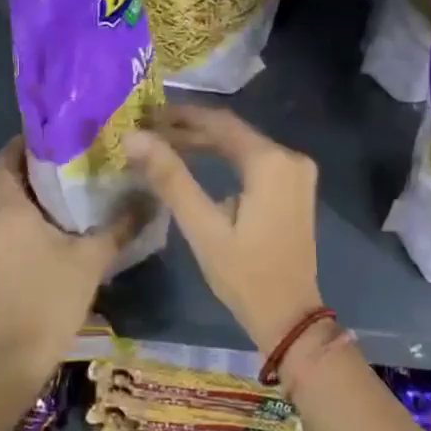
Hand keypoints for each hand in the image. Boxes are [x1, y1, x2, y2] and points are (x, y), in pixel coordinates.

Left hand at [0, 136, 145, 381]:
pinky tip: (40, 222)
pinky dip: (9, 210)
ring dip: (11, 187)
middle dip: (16, 162)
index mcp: (10, 209)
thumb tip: (149, 198)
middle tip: (52, 158)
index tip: (49, 136)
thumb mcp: (92, 259)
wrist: (16, 355)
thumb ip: (120, 225)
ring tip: (50, 185)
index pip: (4, 160)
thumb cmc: (52, 298)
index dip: (21, 143)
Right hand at [124, 107, 321, 350]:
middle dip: (189, 128)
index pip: (219, 122)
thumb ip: (170, 178)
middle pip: (231, 131)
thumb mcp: (202, 226)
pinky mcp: (294, 187)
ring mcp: (296, 173)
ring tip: (163, 142)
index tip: (146, 113)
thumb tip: (134, 138)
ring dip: (204, 142)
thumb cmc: (244, 274)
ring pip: (241, 144)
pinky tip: (196, 160)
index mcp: (270, 161)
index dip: (180, 115)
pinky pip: (254, 160)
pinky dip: (223, 157)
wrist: (289, 317)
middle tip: (149, 129)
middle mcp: (289, 157)